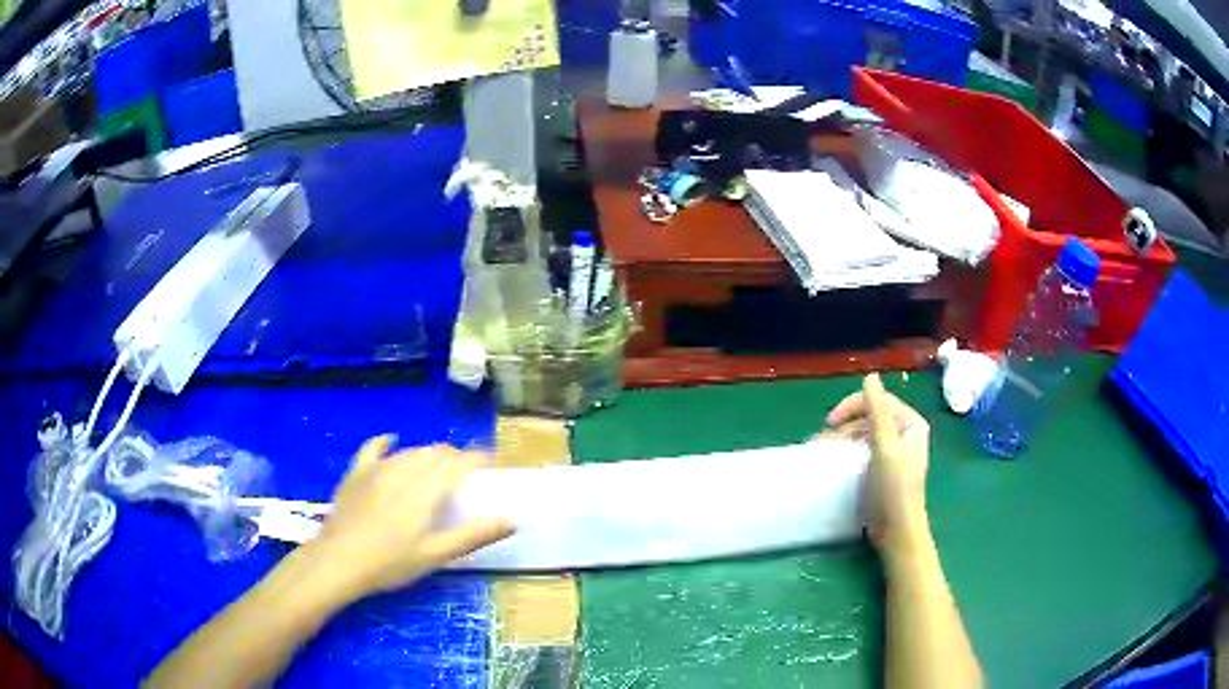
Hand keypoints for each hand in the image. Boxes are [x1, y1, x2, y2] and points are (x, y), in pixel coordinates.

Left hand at [309, 436, 514, 599]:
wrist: (339, 560)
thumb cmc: (390, 562)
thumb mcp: (435, 554)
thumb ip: (473, 535)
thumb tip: (511, 520)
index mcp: (426, 489)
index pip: (459, 463)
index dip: (478, 458)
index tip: (493, 463)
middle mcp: (404, 470)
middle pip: (435, 453)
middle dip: (455, 457)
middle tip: (467, 474)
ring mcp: (377, 469)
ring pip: (411, 451)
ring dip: (429, 454)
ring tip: (438, 466)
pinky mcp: (357, 473)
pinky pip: (373, 448)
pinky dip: (387, 442)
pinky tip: (392, 440)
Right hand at [826, 373, 930, 563]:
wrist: (898, 531)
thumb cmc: (893, 489)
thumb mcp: (885, 447)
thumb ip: (878, 411)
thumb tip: (870, 376)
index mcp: (911, 424)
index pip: (878, 400)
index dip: (852, 405)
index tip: (829, 422)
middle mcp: (905, 433)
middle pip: (871, 416)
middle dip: (845, 425)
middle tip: (823, 441)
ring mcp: (896, 452)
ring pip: (865, 433)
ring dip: (843, 438)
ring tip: (824, 452)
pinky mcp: (885, 470)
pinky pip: (864, 450)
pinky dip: (848, 451)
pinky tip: (835, 461)